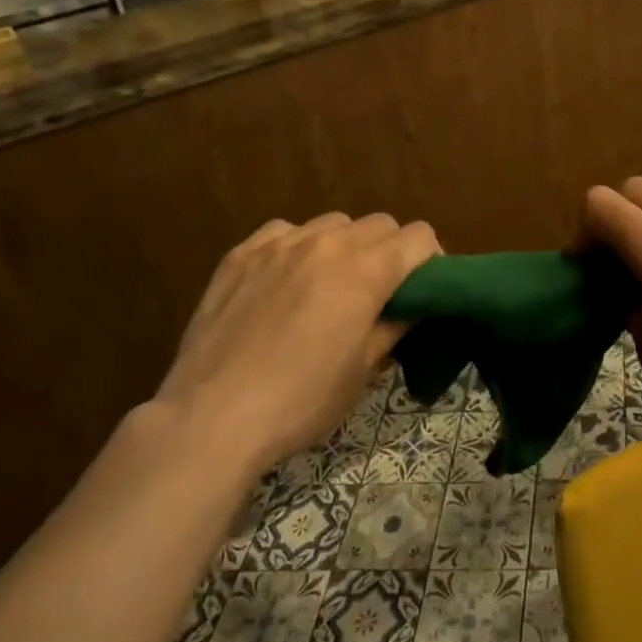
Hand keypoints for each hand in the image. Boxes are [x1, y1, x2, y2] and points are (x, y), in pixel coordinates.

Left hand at [154, 212, 439, 472]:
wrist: (211, 418)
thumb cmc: (300, 401)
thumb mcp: (363, 371)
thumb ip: (395, 326)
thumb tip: (415, 306)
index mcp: (366, 270)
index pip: (418, 236)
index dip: (430, 259)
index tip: (423, 287)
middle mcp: (327, 243)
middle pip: (380, 224)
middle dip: (390, 250)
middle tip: (379, 291)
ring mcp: (280, 243)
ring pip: (333, 223)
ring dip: (345, 245)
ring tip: (329, 283)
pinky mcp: (241, 253)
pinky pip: (285, 231)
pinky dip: (297, 247)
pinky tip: (284, 280)